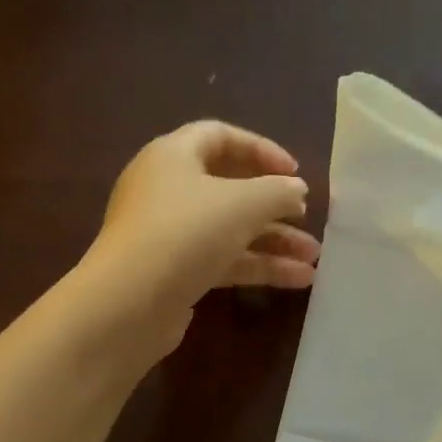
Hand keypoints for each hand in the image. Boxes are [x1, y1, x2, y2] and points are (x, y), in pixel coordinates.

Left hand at [84, 121, 317, 353]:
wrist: (128, 304)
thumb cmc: (185, 234)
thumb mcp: (242, 204)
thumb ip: (278, 192)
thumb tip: (297, 190)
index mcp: (173, 156)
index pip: (220, 137)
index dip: (261, 149)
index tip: (294, 172)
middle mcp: (166, 190)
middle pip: (228, 188)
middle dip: (273, 206)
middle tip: (306, 217)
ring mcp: (168, 234)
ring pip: (229, 229)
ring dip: (272, 241)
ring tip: (313, 259)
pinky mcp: (174, 272)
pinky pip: (222, 260)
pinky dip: (257, 266)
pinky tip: (296, 281)